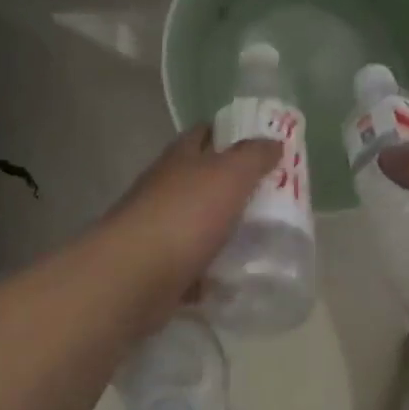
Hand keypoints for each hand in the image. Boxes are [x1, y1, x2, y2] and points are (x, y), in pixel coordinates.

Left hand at [97, 126, 280, 319]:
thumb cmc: (185, 215)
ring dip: (224, 228)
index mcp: (181, 158)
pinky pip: (193, 263)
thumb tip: (273, 141)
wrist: (134, 277)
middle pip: (203, 179)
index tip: (263, 145)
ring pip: (199, 221)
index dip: (231, 134)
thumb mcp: (230, 174)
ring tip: (264, 238)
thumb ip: (253, 156)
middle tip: (274, 195)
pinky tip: (236, 276)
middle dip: (234, 185)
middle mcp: (165, 187)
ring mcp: (159, 228)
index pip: (205, 133)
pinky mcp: (159, 266)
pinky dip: (212, 269)